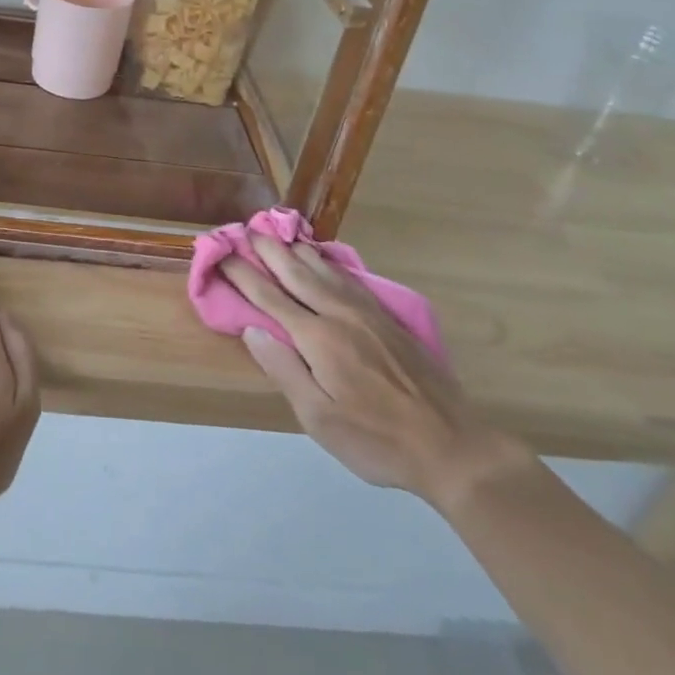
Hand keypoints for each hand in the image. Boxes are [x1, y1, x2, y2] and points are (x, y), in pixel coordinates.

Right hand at [224, 235, 533, 511]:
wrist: (452, 446)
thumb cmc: (376, 440)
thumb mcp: (319, 418)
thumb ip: (283, 370)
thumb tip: (253, 329)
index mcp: (318, 338)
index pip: (269, 297)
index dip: (243, 274)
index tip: (222, 255)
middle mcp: (340, 314)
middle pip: (296, 272)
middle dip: (269, 250)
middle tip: (248, 228)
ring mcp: (368, 313)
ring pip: (325, 269)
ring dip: (298, 250)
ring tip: (280, 234)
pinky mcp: (389, 319)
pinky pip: (350, 278)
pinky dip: (329, 262)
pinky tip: (326, 260)